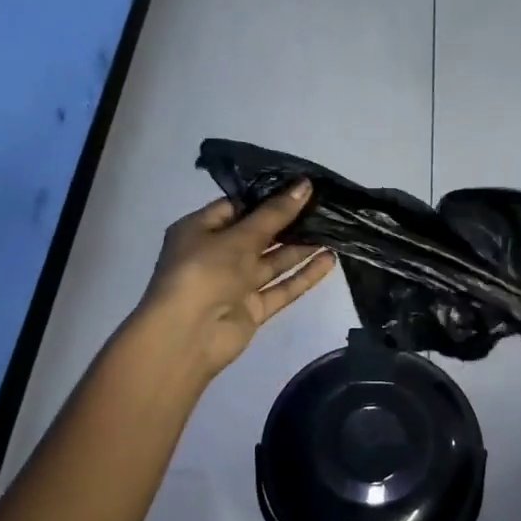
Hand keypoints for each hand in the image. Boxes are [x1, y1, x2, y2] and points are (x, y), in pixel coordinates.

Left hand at [137, 181, 336, 383]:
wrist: (186, 335)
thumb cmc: (204, 271)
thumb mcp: (239, 236)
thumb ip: (275, 214)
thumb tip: (305, 185)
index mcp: (199, 230)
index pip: (236, 207)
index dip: (267, 197)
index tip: (300, 187)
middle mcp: (216, 255)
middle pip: (258, 234)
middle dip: (289, 222)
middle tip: (324, 205)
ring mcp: (235, 284)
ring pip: (272, 262)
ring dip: (300, 248)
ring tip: (334, 229)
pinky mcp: (251, 309)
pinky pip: (280, 288)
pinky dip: (303, 276)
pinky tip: (330, 260)